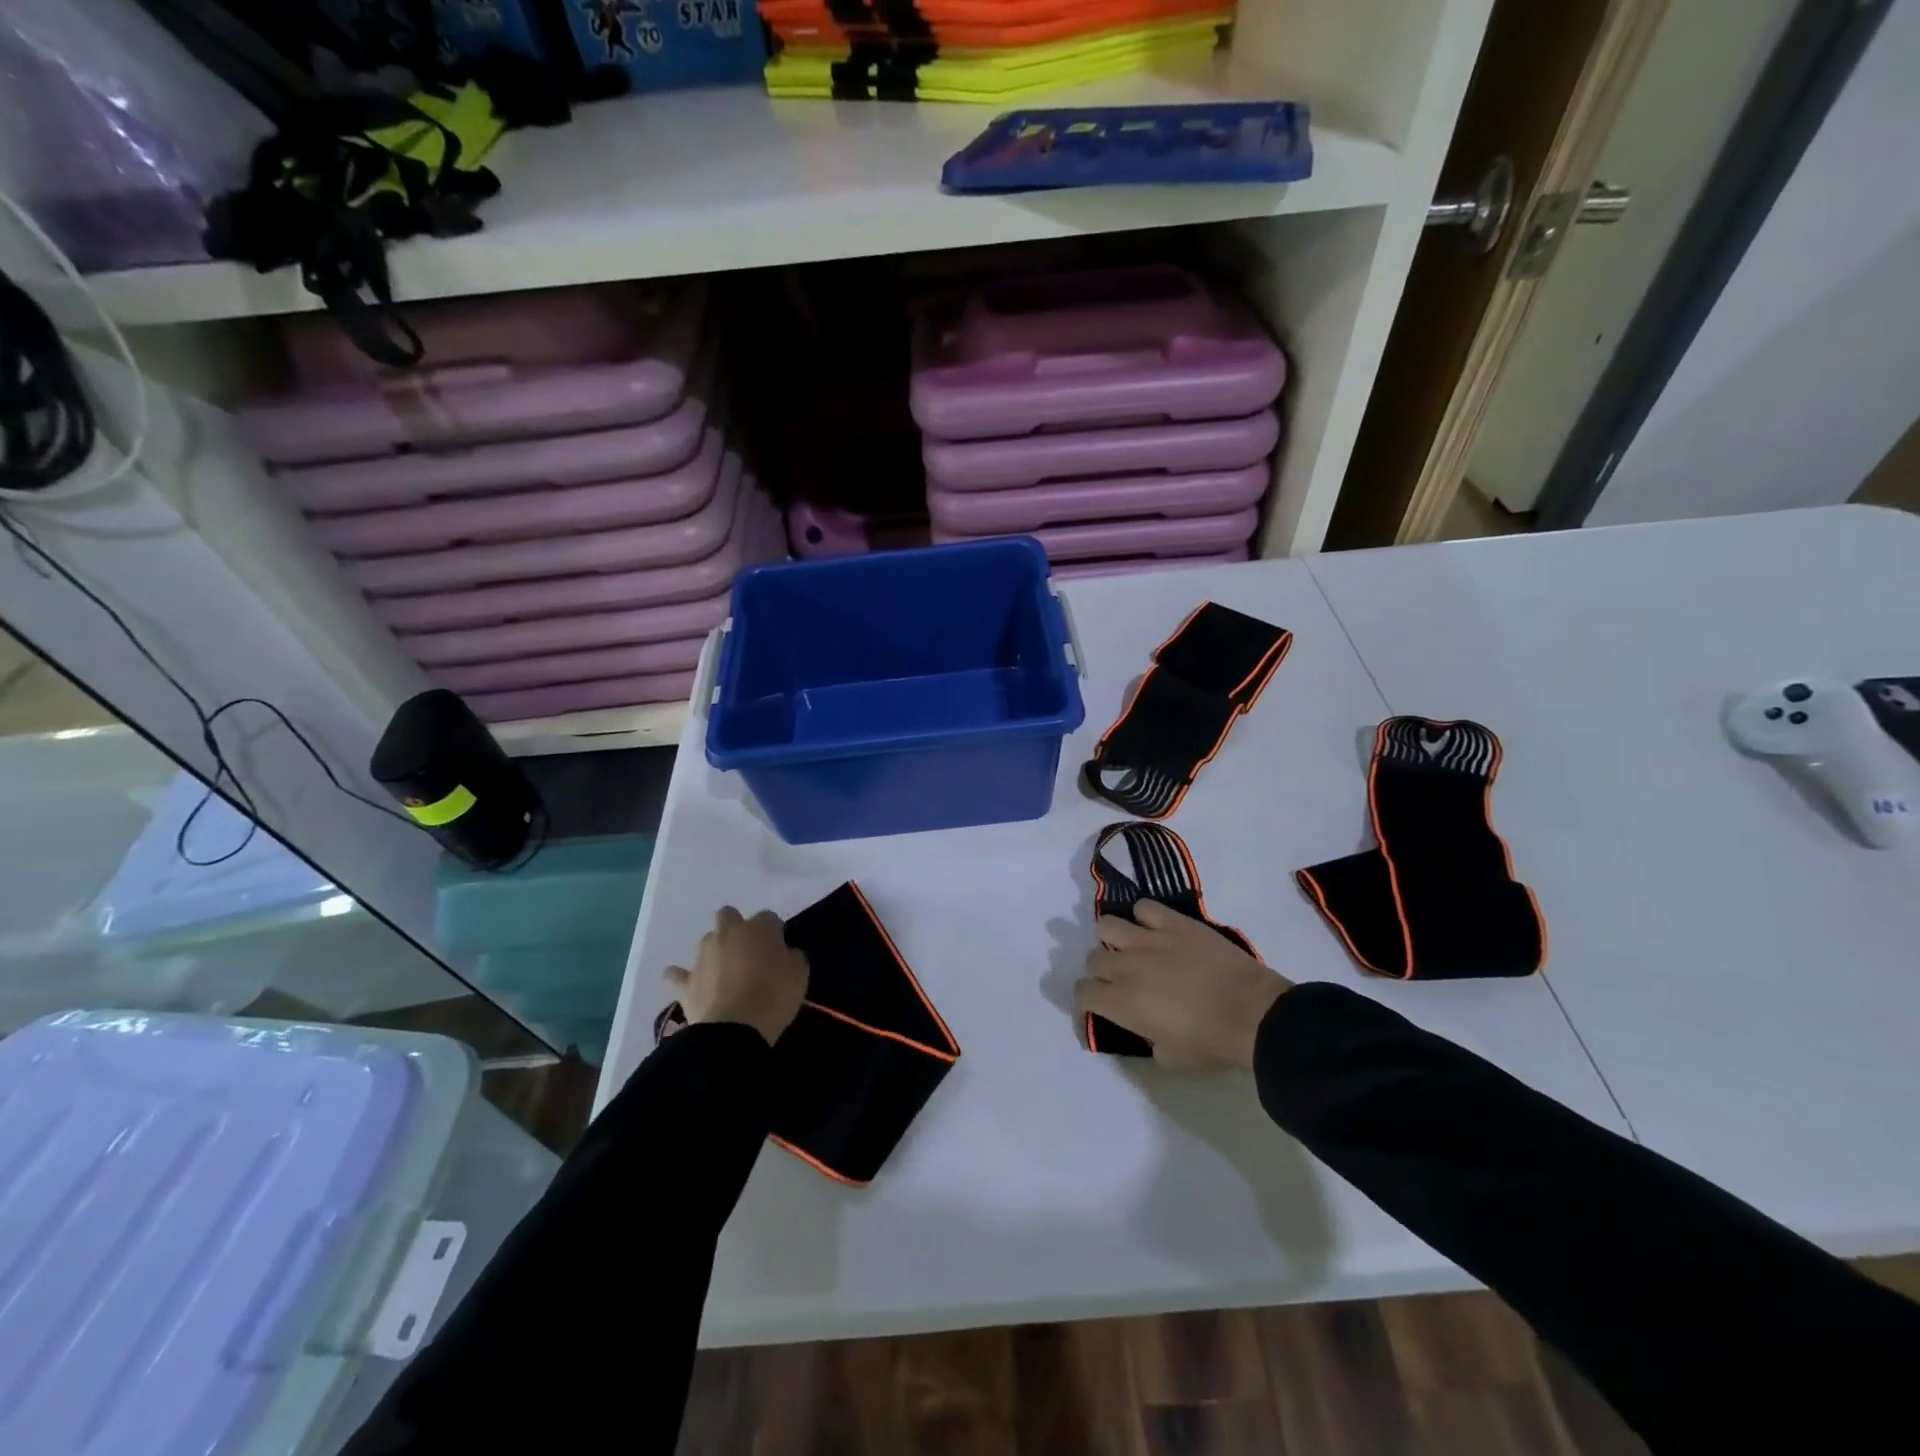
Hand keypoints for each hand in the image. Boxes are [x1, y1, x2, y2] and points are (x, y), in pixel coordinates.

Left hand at [665, 907, 809, 1046]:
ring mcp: (703, 956)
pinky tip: (686, 982)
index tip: (779, 951)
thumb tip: (784, 954)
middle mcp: (728, 934)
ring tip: (725, 972)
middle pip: (728, 915)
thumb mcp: (800, 974)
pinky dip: (681, 976)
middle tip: (748, 952)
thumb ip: (792, 956)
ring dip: (715, 951)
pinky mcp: (686, 982)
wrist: (734, 1030)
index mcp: (759, 928)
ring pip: (707, 941)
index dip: (774, 933)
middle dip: (736, 927)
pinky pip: (677, 974)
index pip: (769, 918)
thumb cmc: (774, 997)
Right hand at [1075, 900, 1291, 1070]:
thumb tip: (1144, 1026)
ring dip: (1112, 940)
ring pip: (1107, 925)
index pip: (1082, 993)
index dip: (1084, 1004)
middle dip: (1100, 973)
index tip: (1097, 1011)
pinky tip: (1155, 930)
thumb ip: (1145, 1038)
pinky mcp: (1175, 922)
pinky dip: (1144, 918)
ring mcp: (1150, 939)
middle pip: (1093, 959)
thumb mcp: (1170, 1058)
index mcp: (1122, 1002)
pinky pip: (1144, 907)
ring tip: (1130, 949)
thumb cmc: (1212, 1043)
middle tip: (1120, 983)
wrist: (1254, 1014)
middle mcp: (1127, 965)